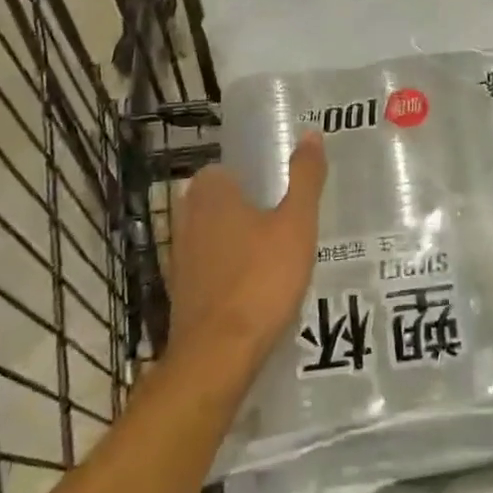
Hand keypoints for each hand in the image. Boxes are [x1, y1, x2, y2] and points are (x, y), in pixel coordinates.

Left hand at [165, 132, 327, 375]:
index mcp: (210, 191)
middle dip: (249, 208)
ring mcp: (180, 256)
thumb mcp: (296, 223)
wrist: (217, 358)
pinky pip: (211, 266)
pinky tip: (257, 287)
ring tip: (278, 254)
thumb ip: (305, 177)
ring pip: (215, 235)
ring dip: (240, 241)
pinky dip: (230, 271)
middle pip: (223, 201)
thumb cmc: (260, 279)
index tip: (283, 190)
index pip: (229, 168)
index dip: (257, 176)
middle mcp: (187, 216)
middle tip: (287, 221)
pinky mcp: (181, 291)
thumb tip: (312, 134)